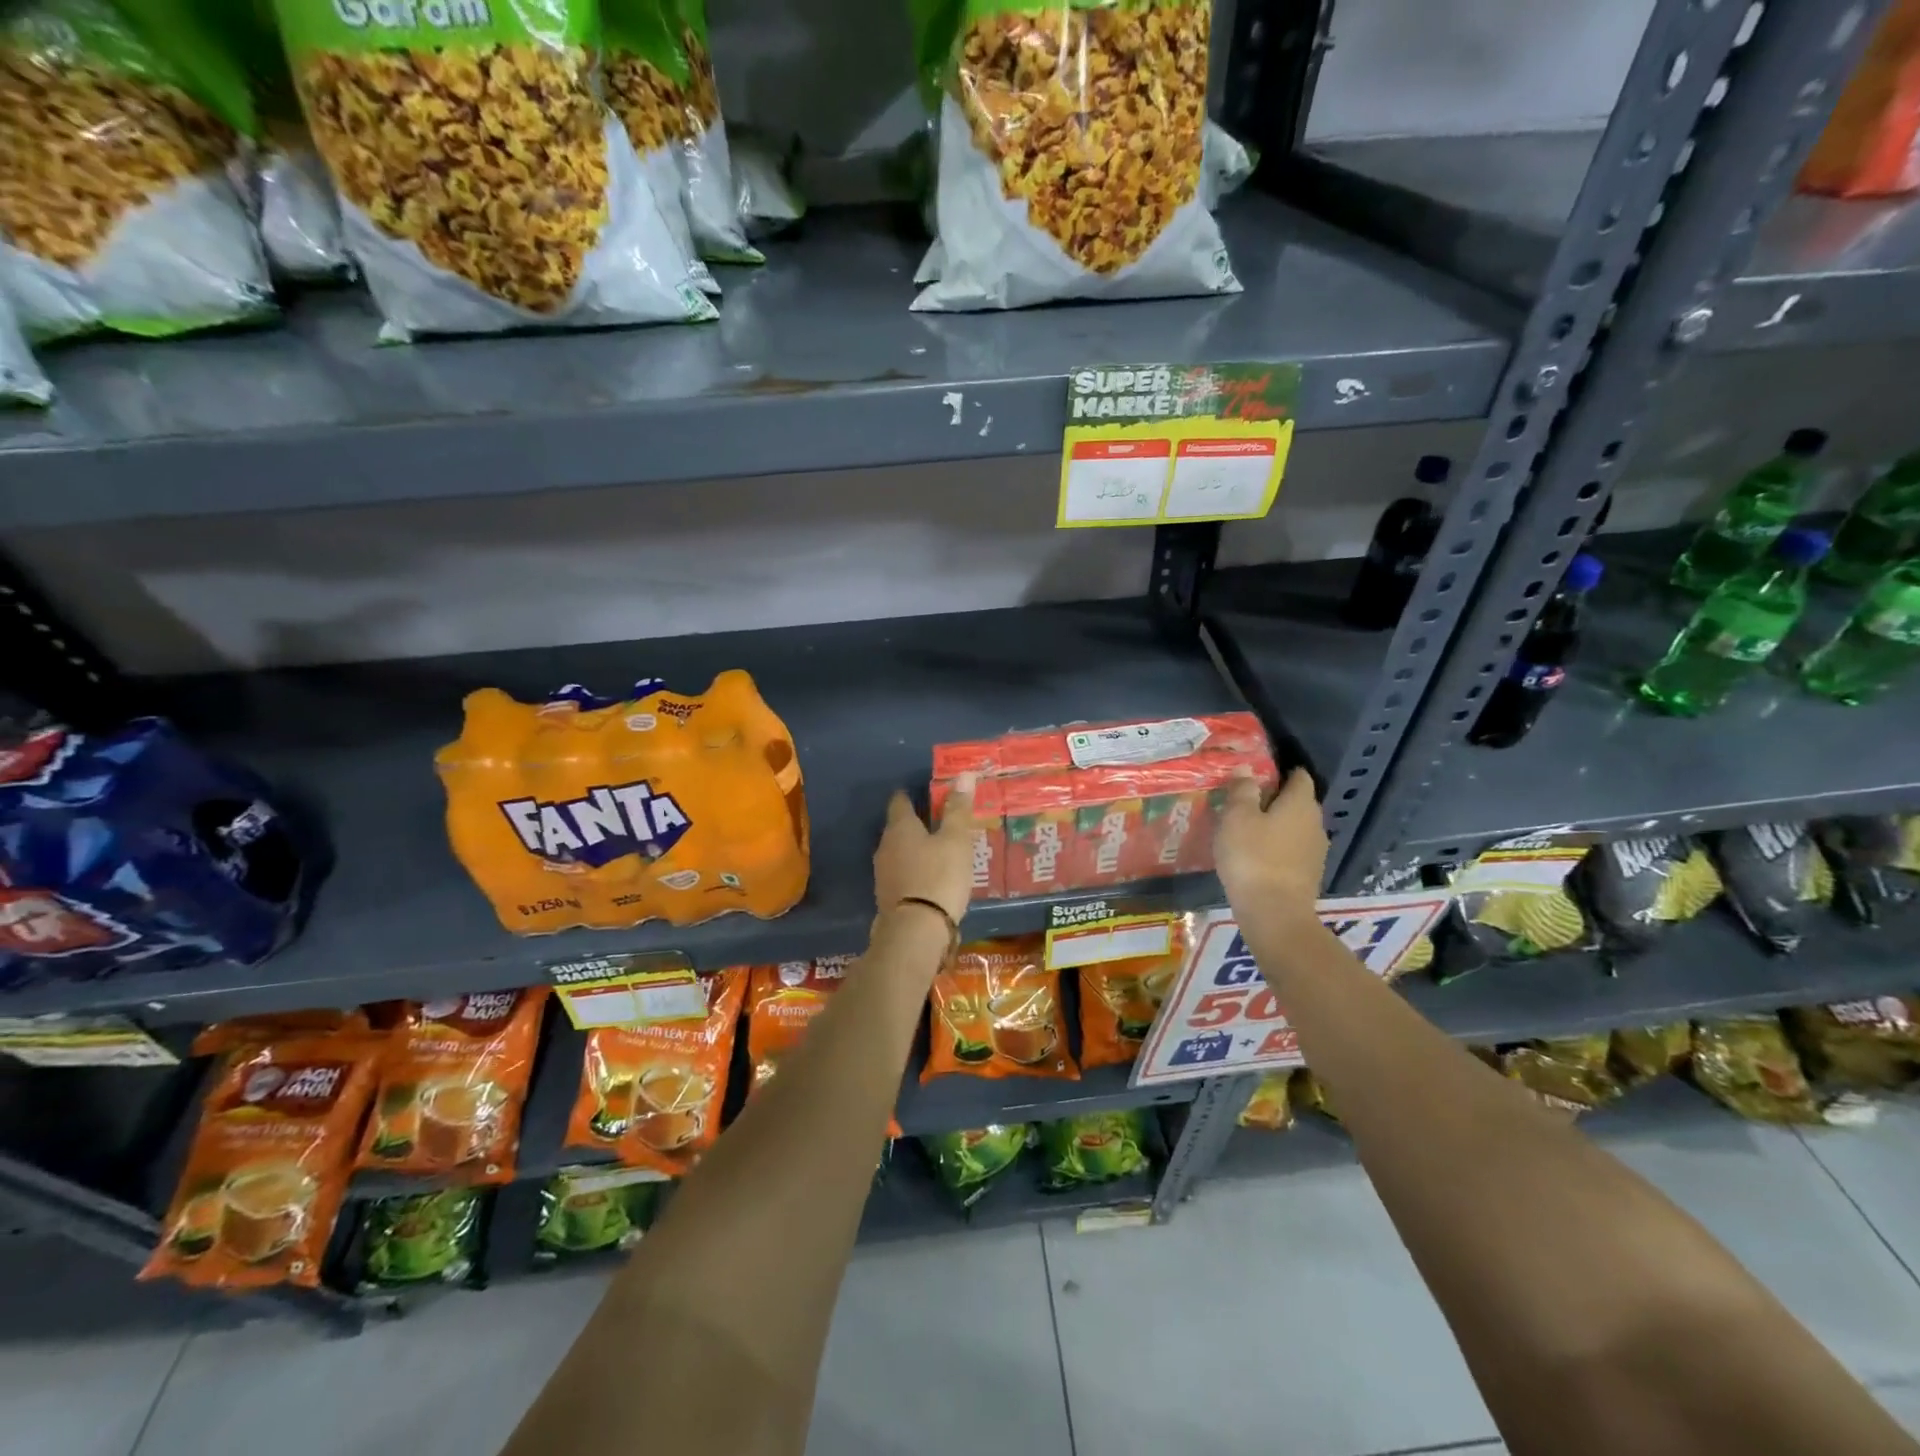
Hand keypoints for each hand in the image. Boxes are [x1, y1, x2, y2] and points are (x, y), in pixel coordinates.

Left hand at [873, 774, 977, 925]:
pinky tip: (931, 877)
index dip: (911, 794)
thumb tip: (963, 775)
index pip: (900, 801)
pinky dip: (915, 870)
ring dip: (915, 849)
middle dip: (917, 823)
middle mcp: (885, 846)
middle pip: (898, 827)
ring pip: (899, 852)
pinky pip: (902, 874)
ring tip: (938, 850)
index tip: (926, 792)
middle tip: (939, 821)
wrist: (916, 931)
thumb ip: (958, 809)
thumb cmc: (939, 876)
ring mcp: (883, 873)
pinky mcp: (888, 897)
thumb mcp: (956, 840)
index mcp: (900, 827)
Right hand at [1214, 767, 1326, 914]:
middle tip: (1245, 801)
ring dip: (1276, 825)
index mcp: (1300, 803)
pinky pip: (1293, 850)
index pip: (1299, 776)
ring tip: (1247, 829)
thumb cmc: (1253, 857)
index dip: (1280, 770)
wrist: (1274, 914)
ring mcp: (1316, 851)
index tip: (1257, 773)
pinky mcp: (1309, 874)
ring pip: (1296, 827)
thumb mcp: (1237, 818)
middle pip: (1298, 802)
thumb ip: (1242, 790)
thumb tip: (1247, 768)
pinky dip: (1278, 847)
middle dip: (1276, 798)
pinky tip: (1257, 855)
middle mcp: (1315, 823)